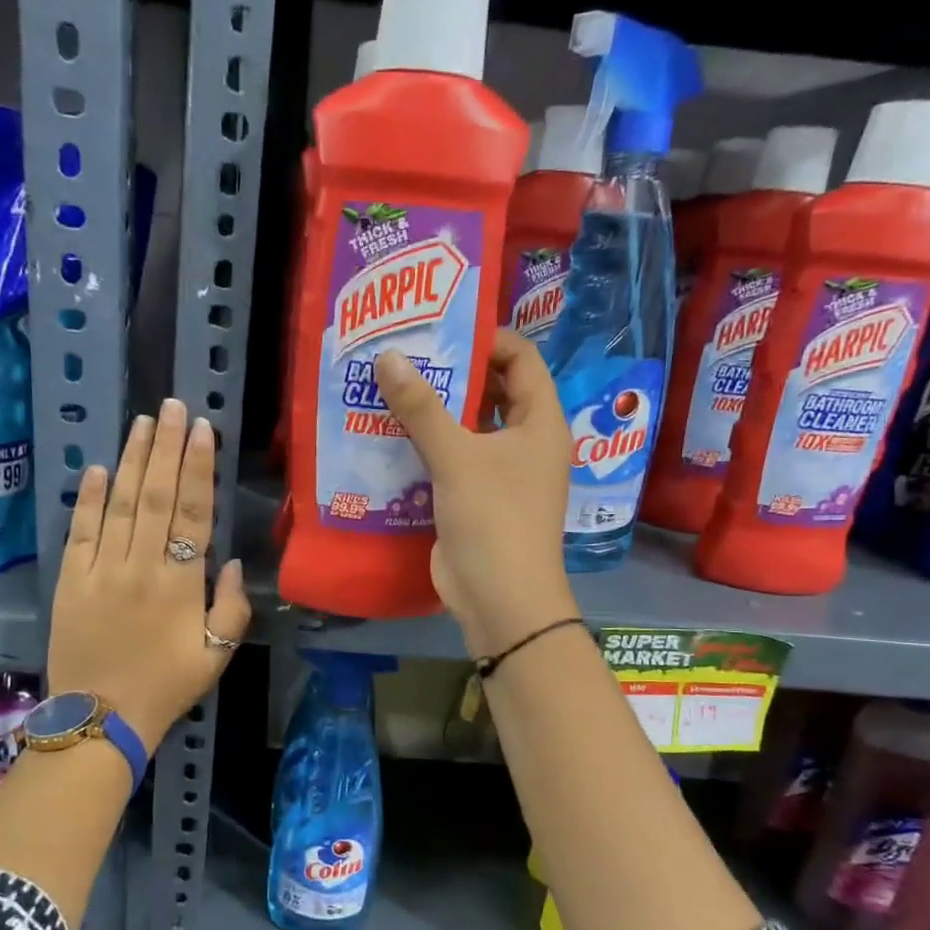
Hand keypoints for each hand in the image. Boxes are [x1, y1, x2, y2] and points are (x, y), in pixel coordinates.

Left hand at [48, 398, 251, 749]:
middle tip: (172, 406)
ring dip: (133, 460)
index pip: (193, 513)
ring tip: (143, 423)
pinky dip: (90, 499)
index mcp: (180, 584)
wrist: (99, 720)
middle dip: (166, 448)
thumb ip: (231, 606)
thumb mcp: (217, 655)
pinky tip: (101, 469)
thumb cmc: (166, 687)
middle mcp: (141, 566)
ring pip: (120, 505)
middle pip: (157, 496)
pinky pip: (81, 532)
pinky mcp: (70, 581)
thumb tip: (230, 561)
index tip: (202, 429)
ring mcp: (101, 571)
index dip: (199, 467)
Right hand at [374, 331, 577, 656]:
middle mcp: (526, 442)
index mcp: (540, 422)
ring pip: (469, 427)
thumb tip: (388, 356)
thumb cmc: (493, 518)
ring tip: (391, 388)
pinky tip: (391, 434)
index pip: (521, 359)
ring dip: (436, 411)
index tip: (440, 331)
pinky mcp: (476, 499)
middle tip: (407, 355)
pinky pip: (452, 460)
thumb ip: (422, 407)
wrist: (500, 599)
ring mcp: (501, 473)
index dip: (487, 338)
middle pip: (493, 391)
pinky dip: (428, 446)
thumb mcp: (457, 457)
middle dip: (454, 373)